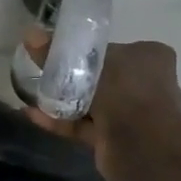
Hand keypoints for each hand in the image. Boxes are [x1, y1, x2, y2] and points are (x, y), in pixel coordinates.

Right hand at [22, 33, 180, 180]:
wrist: (140, 145)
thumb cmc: (123, 91)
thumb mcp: (85, 65)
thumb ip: (56, 53)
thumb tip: (30, 35)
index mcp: (150, 57)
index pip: (115, 50)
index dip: (89, 53)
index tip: (63, 54)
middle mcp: (146, 84)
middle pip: (103, 78)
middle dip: (75, 80)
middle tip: (46, 74)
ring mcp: (131, 115)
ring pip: (93, 105)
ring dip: (65, 101)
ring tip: (35, 93)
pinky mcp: (114, 139)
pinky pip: (84, 126)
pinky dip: (61, 121)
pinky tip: (33, 114)